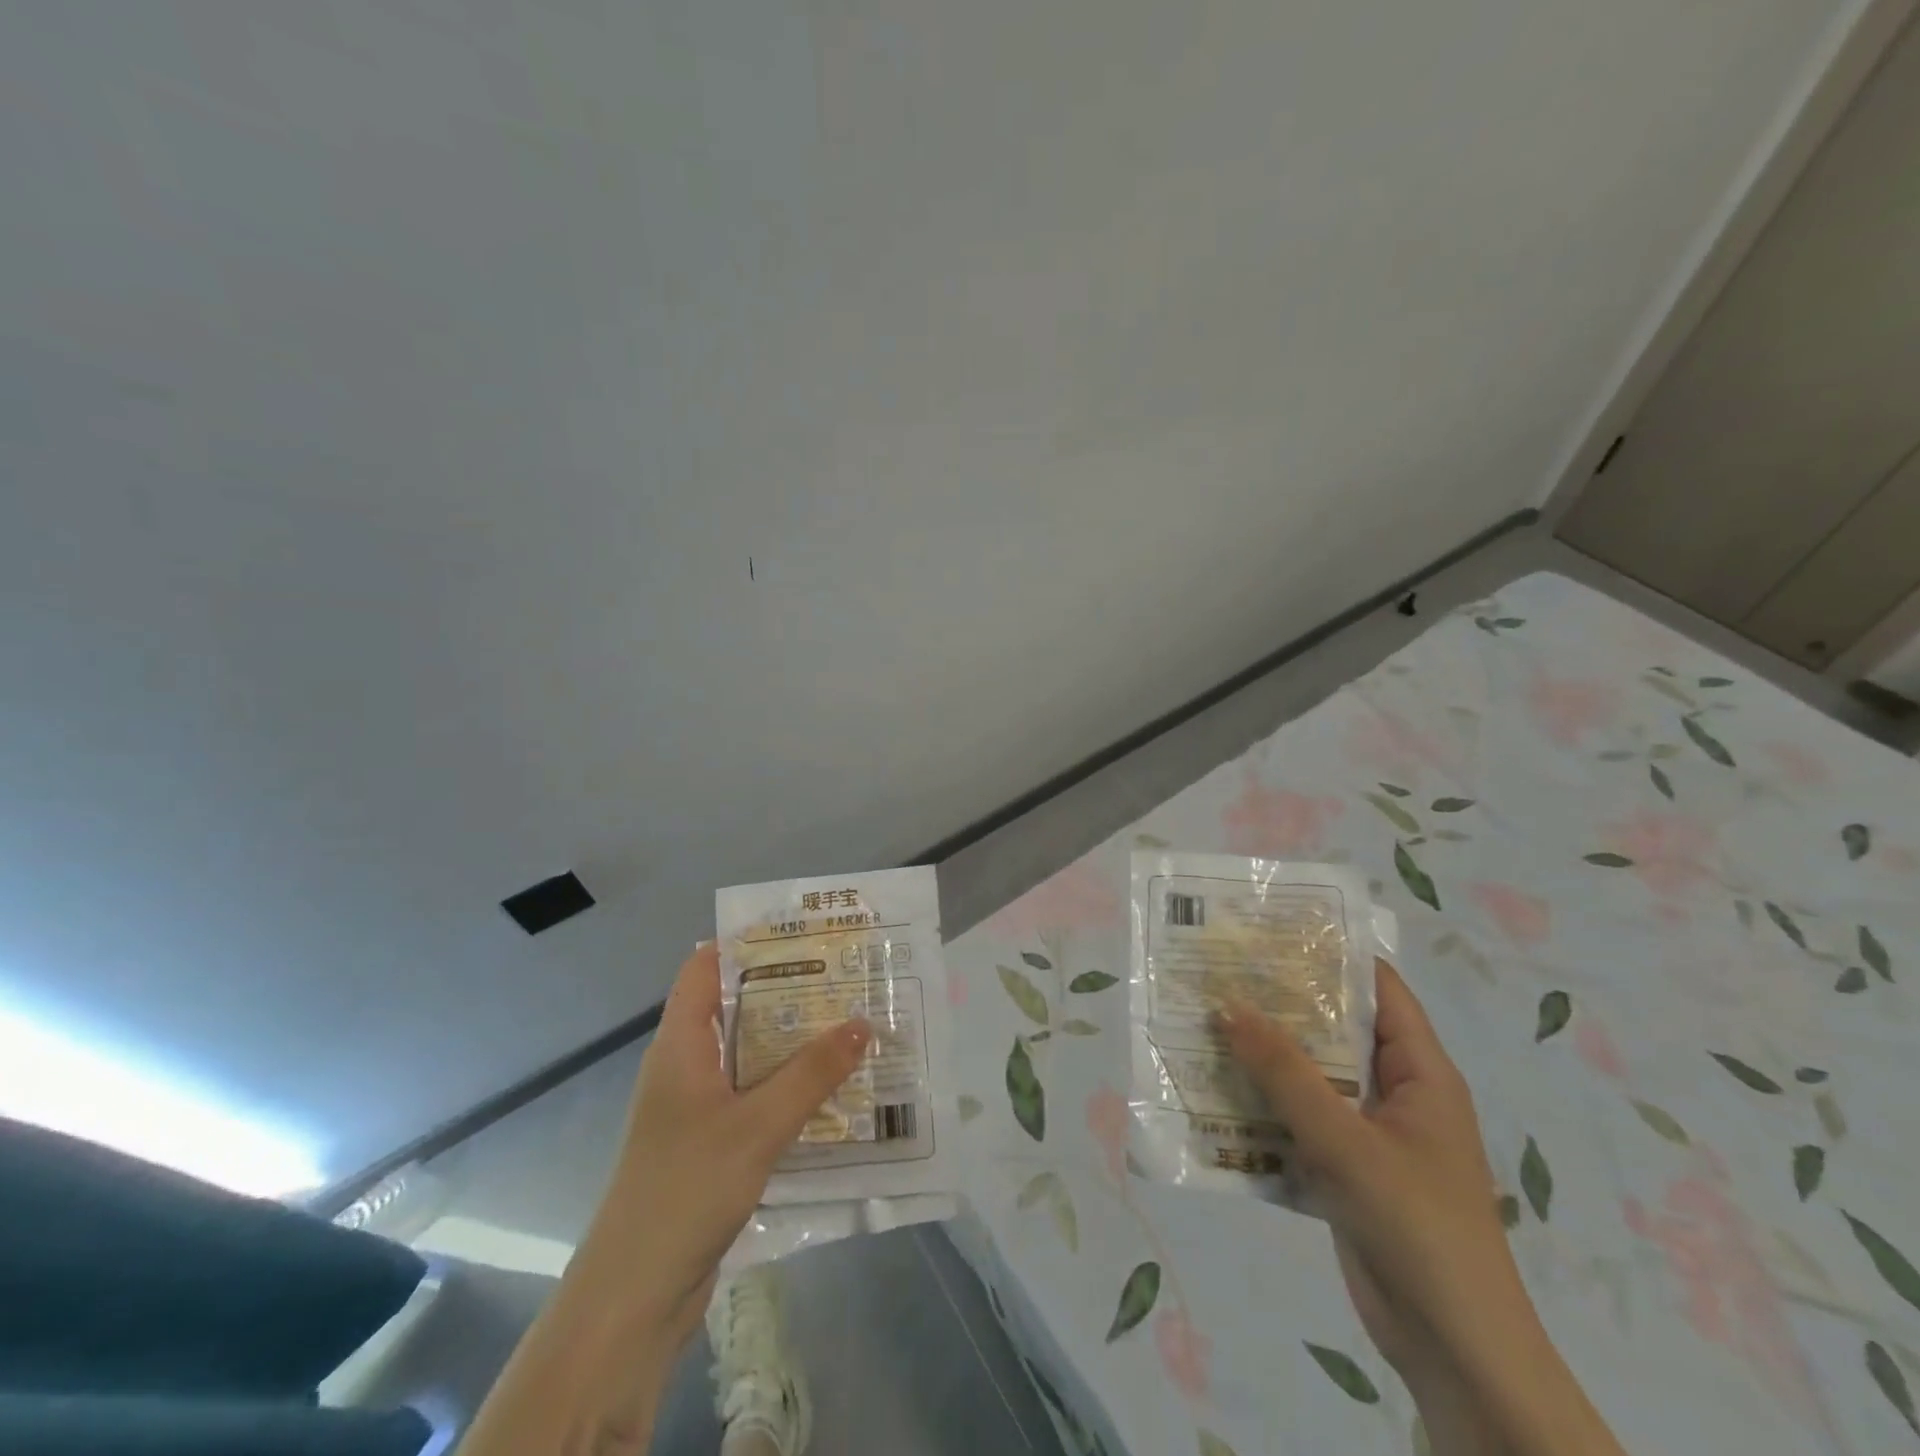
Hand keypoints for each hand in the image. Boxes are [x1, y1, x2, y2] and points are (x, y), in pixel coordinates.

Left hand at [586, 942, 871, 1346]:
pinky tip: (830, 1091)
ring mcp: (695, 1108)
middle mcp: (685, 1067)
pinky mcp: (709, 1145)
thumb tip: (862, 1023)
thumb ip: (812, 1074)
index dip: (746, 943)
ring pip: (749, 1056)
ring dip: (792, 1042)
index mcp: (680, 1045)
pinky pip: (754, 1097)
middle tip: (844, 976)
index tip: (800, 932)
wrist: (634, 1297)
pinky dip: (787, 1086)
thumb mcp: (757, 1125)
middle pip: (735, 1009)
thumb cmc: (686, 1189)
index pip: (704, 968)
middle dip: (786, 991)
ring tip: (849, 1024)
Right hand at [1219, 959, 1517, 1375]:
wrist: (1455, 1353)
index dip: (1330, 953)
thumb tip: (1227, 1006)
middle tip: (1218, 972)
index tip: (1269, 930)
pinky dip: (1261, 1106)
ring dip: (1262, 1056)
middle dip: (1279, 1004)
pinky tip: (1212, 1092)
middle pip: (1334, 1029)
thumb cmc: (1417, 1228)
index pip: (1378, 988)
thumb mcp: (1346, 1142)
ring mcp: (1368, 1133)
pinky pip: (1297, 1121)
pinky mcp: (1343, 1169)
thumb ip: (1285, 1073)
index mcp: (1419, 1072)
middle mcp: (1394, 1092)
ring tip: (1202, 1021)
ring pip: (1309, 1076)